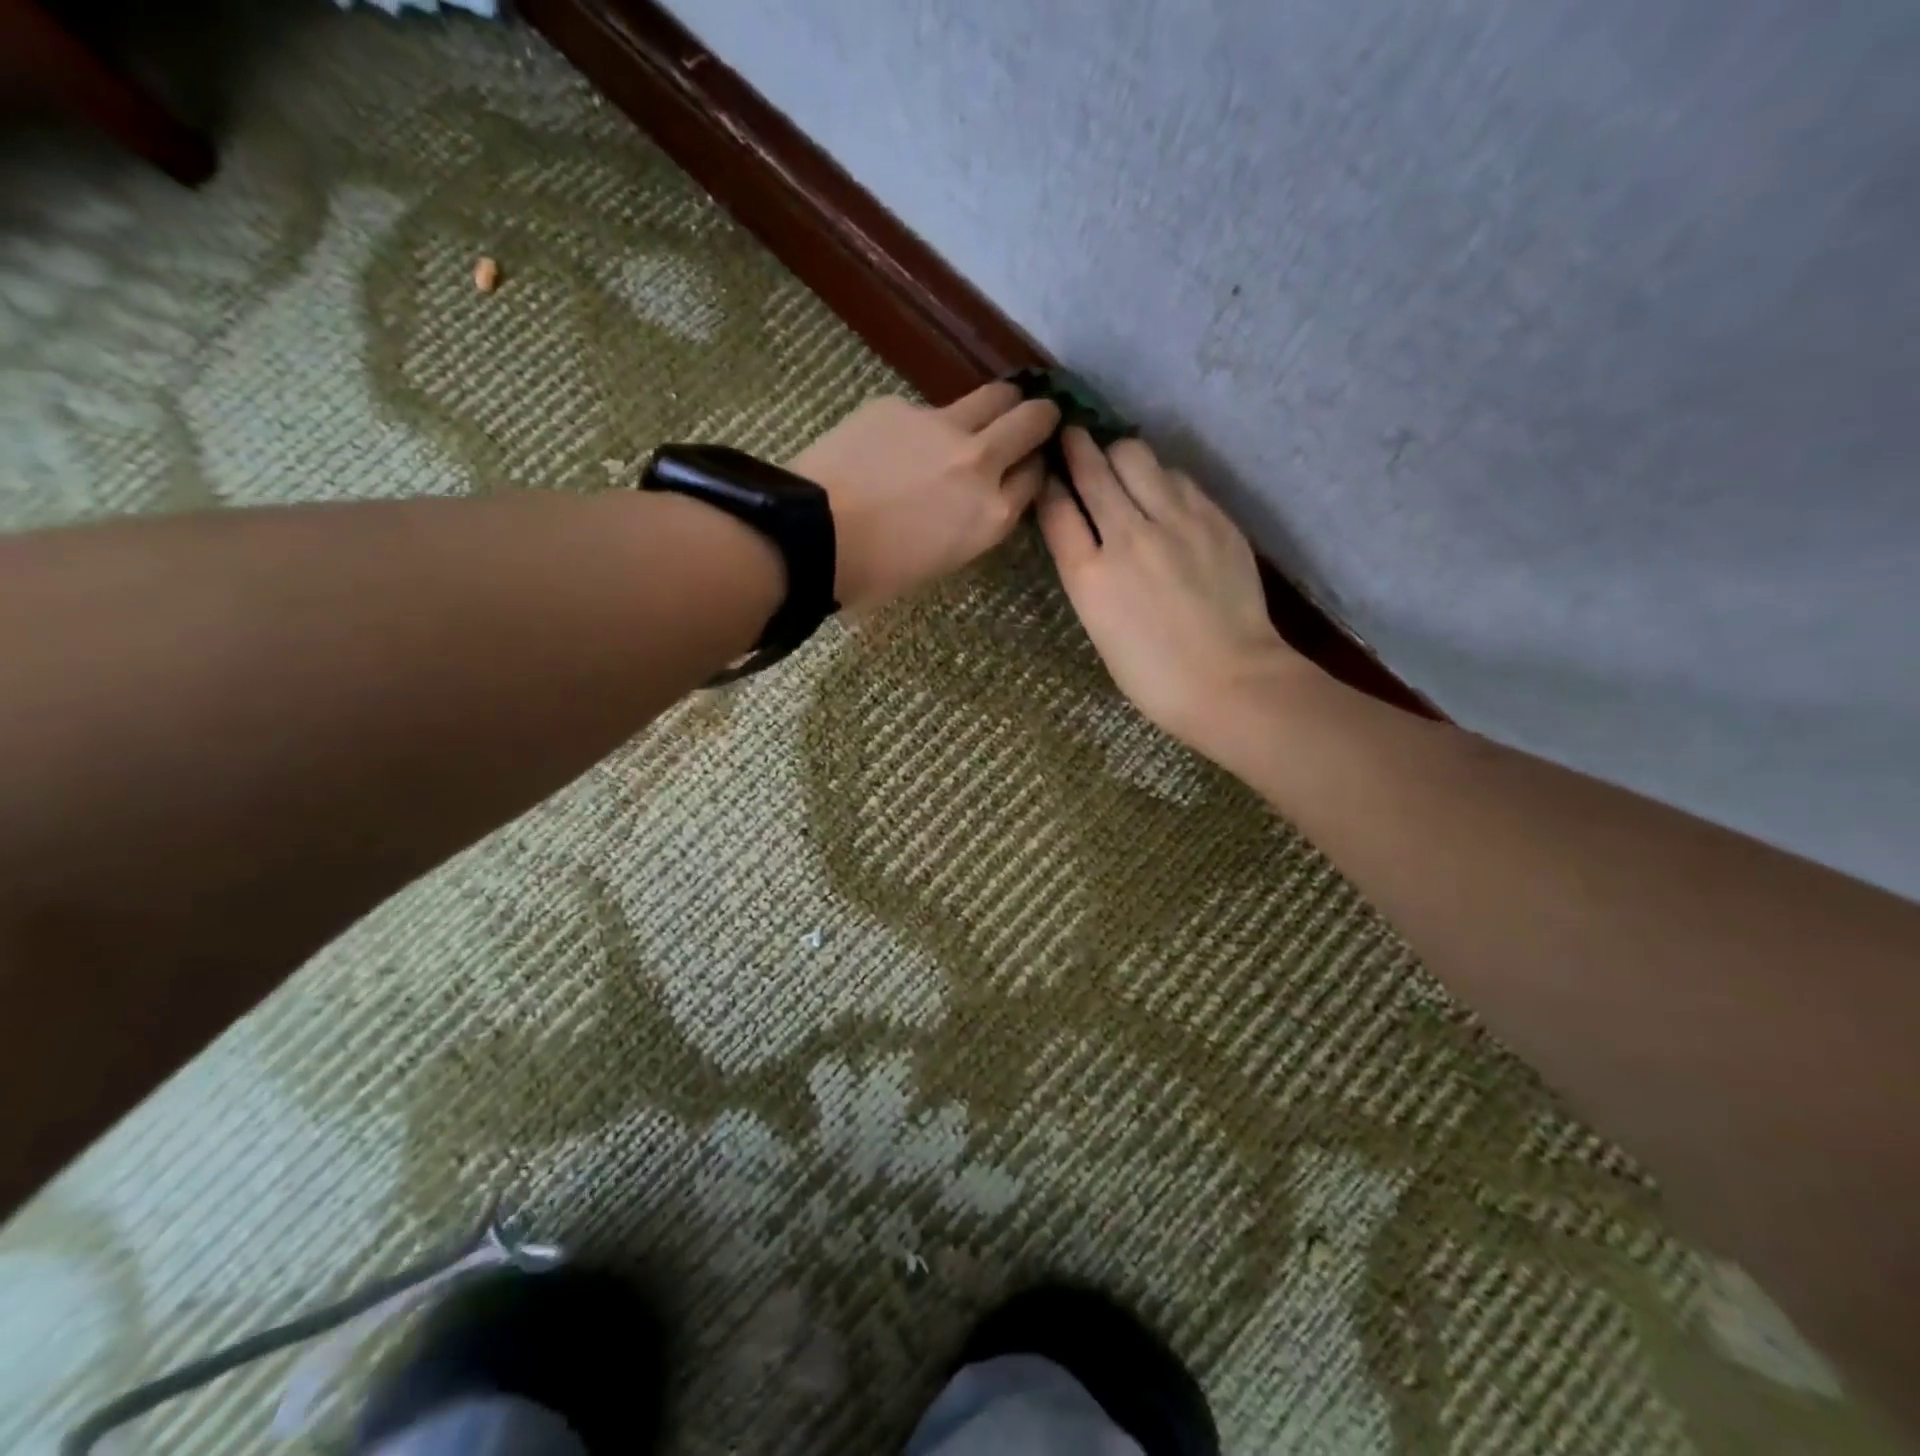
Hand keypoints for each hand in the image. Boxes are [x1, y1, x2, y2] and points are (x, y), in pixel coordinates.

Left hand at [788, 382, 1059, 611]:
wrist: (813, 535)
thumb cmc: (875, 573)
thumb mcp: (944, 560)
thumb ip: (973, 522)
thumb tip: (975, 498)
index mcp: (992, 515)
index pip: (1035, 478)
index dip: (1035, 468)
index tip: (1029, 465)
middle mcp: (980, 462)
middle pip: (1030, 421)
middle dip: (1040, 416)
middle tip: (1034, 417)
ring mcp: (942, 426)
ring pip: (992, 397)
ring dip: (998, 403)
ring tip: (985, 412)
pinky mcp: (900, 405)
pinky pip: (927, 408)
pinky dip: (924, 424)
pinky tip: (896, 443)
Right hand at [1038, 428, 1308, 761]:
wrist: (1230, 680)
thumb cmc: (1153, 676)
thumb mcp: (1100, 628)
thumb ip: (1088, 575)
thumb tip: (1087, 536)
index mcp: (1089, 576)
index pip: (1056, 509)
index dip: (1048, 484)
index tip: (1047, 472)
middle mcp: (1127, 536)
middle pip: (1093, 469)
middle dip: (1077, 448)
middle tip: (1073, 436)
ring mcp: (1175, 521)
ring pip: (1136, 456)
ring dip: (1119, 454)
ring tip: (1119, 461)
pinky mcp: (1213, 517)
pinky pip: (1178, 477)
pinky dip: (1160, 476)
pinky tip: (1162, 490)